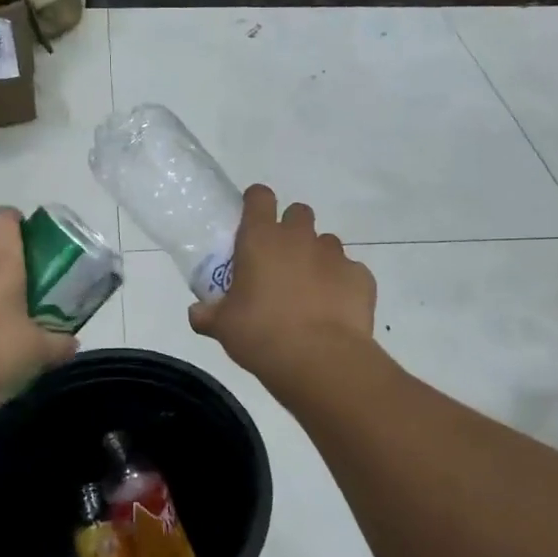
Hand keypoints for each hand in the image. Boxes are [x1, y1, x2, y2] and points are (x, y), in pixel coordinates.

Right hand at [189, 185, 376, 382]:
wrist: (319, 359)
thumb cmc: (261, 335)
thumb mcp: (223, 327)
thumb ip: (207, 315)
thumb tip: (196, 313)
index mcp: (261, 239)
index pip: (259, 197)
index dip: (256, 203)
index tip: (252, 221)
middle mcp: (299, 238)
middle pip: (298, 213)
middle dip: (291, 230)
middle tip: (280, 261)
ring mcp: (335, 255)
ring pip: (326, 243)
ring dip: (317, 259)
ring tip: (309, 292)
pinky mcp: (361, 277)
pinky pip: (349, 272)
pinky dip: (341, 285)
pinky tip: (334, 311)